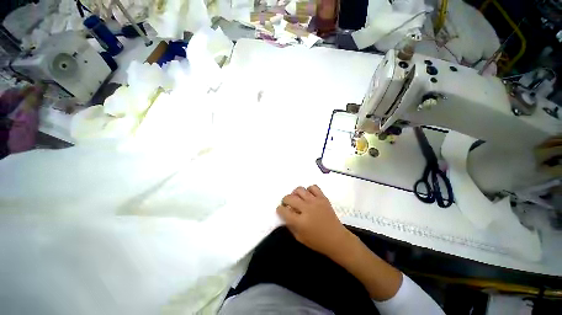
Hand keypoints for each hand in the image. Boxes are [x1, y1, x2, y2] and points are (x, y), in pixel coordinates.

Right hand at [277, 185, 353, 258]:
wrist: (337, 239)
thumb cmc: (317, 241)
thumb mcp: (299, 237)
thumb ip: (290, 225)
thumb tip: (285, 213)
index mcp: (300, 222)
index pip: (283, 210)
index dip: (280, 209)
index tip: (281, 210)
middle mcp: (306, 209)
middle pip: (290, 198)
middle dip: (285, 200)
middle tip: (287, 204)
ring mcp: (315, 202)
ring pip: (300, 189)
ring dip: (295, 193)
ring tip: (298, 198)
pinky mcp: (323, 198)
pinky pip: (313, 187)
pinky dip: (309, 190)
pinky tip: (309, 196)